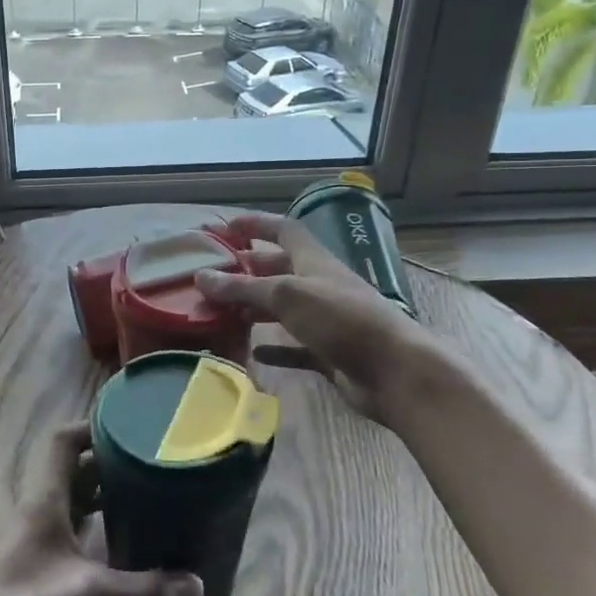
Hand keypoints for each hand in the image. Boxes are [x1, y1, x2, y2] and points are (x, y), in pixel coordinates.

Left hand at [0, 423, 203, 595]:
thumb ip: (144, 590)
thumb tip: (196, 584)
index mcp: (43, 499)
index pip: (62, 442)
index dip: (92, 428)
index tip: (129, 430)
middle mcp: (32, 509)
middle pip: (68, 470)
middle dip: (104, 464)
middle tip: (144, 468)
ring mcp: (25, 537)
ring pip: (64, 500)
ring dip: (95, 496)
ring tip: (136, 501)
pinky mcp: (24, 565)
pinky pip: (60, 530)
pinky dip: (85, 527)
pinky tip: (111, 547)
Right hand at [196, 210, 453, 427]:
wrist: (394, 371)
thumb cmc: (341, 319)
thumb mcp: (287, 295)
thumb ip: (243, 287)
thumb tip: (200, 276)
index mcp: (313, 260)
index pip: (283, 229)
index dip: (256, 223)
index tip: (225, 227)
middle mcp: (319, 285)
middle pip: (277, 270)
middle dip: (245, 271)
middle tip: (209, 279)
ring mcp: (325, 320)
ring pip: (282, 309)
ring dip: (253, 309)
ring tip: (219, 315)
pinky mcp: (328, 352)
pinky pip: (294, 346)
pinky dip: (274, 347)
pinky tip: (252, 352)